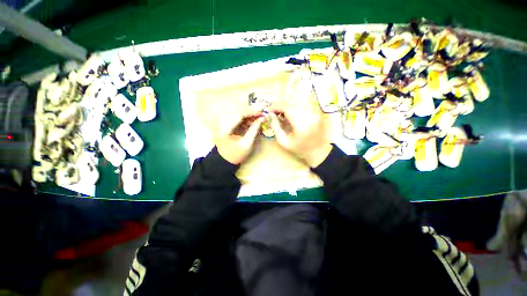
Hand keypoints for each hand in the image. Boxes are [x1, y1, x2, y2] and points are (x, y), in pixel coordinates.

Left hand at [215, 110, 264, 164]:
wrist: (226, 161)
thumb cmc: (236, 154)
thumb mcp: (247, 143)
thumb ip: (254, 130)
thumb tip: (262, 119)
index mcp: (226, 128)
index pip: (239, 115)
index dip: (251, 113)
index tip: (262, 113)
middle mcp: (224, 124)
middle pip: (239, 114)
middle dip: (251, 114)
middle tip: (262, 115)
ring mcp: (225, 125)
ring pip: (239, 117)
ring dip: (249, 117)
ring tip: (259, 120)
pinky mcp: (228, 127)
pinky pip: (238, 121)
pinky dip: (246, 121)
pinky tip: (253, 124)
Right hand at [269, 103, 332, 166]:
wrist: (319, 152)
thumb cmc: (299, 149)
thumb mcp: (284, 141)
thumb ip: (275, 127)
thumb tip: (270, 114)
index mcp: (301, 124)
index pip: (287, 107)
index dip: (276, 106)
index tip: (268, 110)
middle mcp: (309, 115)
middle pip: (292, 102)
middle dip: (280, 105)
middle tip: (273, 111)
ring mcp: (314, 112)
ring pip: (298, 102)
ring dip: (287, 105)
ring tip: (281, 112)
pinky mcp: (316, 112)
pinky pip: (303, 104)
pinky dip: (294, 106)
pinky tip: (290, 113)